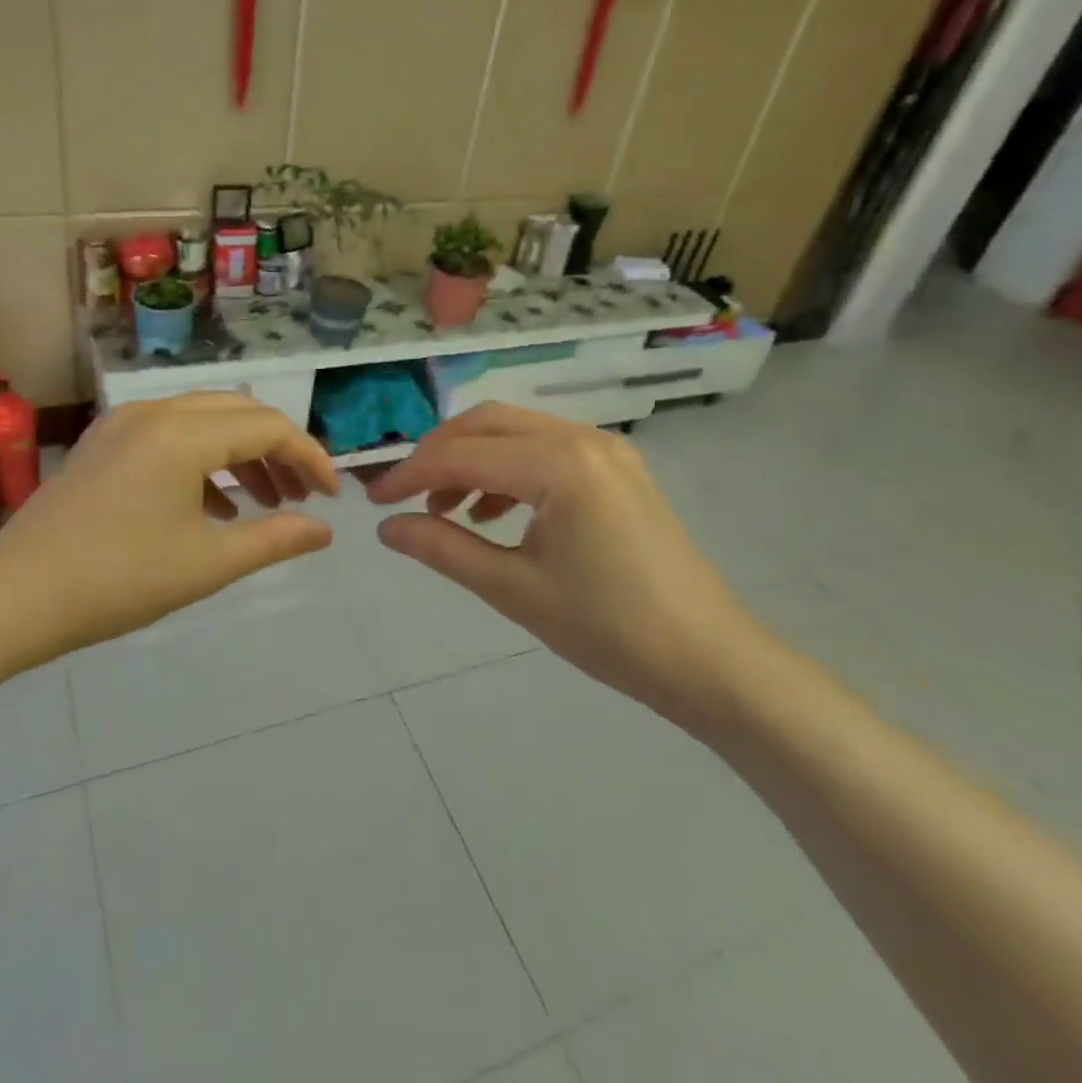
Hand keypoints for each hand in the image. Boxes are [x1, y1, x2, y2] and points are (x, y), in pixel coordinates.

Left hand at [0, 393, 338, 659]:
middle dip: (278, 451)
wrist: (15, 598)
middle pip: (239, 413)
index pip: (267, 428)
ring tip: (267, 503)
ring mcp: (124, 424)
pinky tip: (215, 508)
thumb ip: (275, 538)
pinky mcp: (105, 443)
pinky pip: (172, 435)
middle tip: (302, 495)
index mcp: (182, 433)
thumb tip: (324, 529)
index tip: (332, 497)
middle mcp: (154, 411)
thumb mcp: (208, 563)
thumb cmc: (119, 580)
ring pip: (205, 422)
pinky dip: (204, 461)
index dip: (309, 458)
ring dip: (242, 455)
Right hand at [367, 404, 767, 727]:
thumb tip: (386, 529)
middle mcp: (584, 439)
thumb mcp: (514, 590)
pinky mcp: (617, 468)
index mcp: (560, 464)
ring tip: (445, 511)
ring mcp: (607, 449)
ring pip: (517, 432)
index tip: (372, 501)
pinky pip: (546, 450)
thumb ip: (443, 549)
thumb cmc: (609, 630)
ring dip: (473, 460)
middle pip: (488, 423)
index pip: (463, 454)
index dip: (410, 473)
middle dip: (438, 455)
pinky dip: (508, 470)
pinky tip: (493, 513)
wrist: (708, 660)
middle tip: (404, 497)